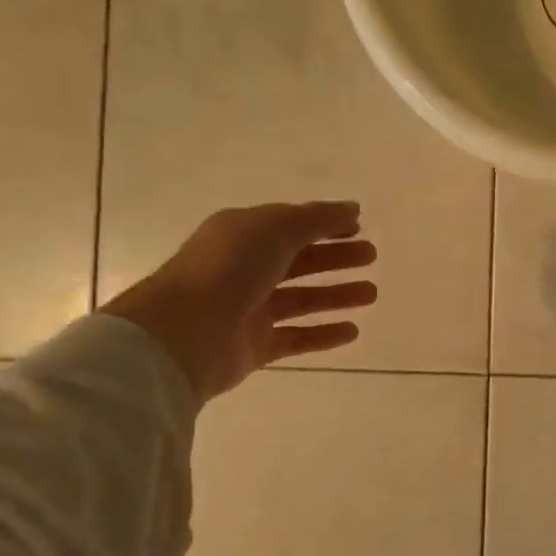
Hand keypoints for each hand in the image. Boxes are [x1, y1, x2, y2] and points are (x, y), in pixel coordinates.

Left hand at [103, 200, 376, 401]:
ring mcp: (248, 309)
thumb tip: (351, 209)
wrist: (184, 334)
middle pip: (298, 260)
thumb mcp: (275, 228)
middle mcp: (244, 269)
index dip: (325, 224)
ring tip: (371, 293)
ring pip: (301, 299)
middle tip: (371, 256)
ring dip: (336, 295)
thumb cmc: (229, 269)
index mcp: (242, 234)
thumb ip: (318, 218)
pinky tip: (353, 330)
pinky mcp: (254, 346)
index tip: (359, 228)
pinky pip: (296, 338)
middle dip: (335, 256)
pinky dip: (324, 334)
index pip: (290, 225)